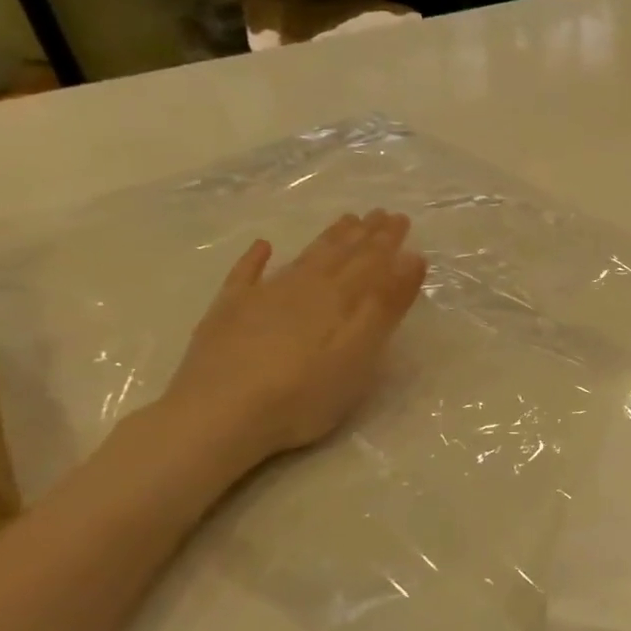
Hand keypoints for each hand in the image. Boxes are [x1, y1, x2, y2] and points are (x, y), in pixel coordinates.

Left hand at [161, 210, 427, 468]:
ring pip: (302, 260)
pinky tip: (263, 246)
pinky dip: (255, 259)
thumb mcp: (359, 352)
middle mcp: (302, 289)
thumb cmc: (303, 394)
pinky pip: (244, 277)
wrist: (218, 417)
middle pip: (338, 255)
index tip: (401, 218)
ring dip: (326, 240)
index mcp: (338, 299)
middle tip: (380, 213)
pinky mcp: (227, 315)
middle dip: (362, 235)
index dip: (387, 241)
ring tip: (345, 221)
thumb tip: (411, 257)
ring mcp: (261, 299)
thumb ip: (386, 306)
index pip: (369, 262)